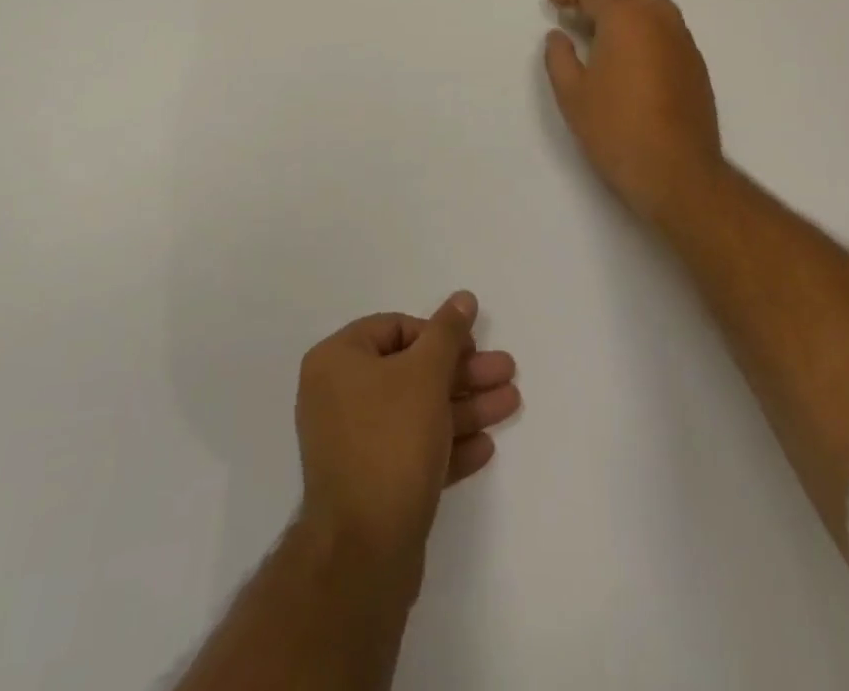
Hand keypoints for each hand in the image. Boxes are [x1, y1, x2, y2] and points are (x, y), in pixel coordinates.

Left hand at [294, 293, 518, 592]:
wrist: (364, 551)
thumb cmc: (391, 440)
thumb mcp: (425, 374)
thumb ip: (448, 333)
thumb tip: (463, 297)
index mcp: (337, 360)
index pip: (394, 328)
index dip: (438, 335)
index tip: (472, 348)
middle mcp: (338, 395)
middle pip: (411, 371)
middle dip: (463, 373)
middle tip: (507, 372)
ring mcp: (353, 442)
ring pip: (417, 412)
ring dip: (465, 406)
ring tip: (511, 404)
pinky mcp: (371, 482)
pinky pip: (412, 449)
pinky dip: (447, 444)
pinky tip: (485, 447)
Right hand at [543, 0, 724, 224]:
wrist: (677, 172)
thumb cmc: (616, 131)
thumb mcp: (572, 95)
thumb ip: (559, 57)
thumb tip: (559, 36)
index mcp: (627, 18)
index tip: (554, 4)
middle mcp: (659, 17)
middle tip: (573, 5)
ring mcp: (682, 37)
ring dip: (621, 0)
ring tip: (596, 25)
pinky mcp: (693, 60)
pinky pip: (664, 21)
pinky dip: (640, 19)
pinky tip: (624, 48)